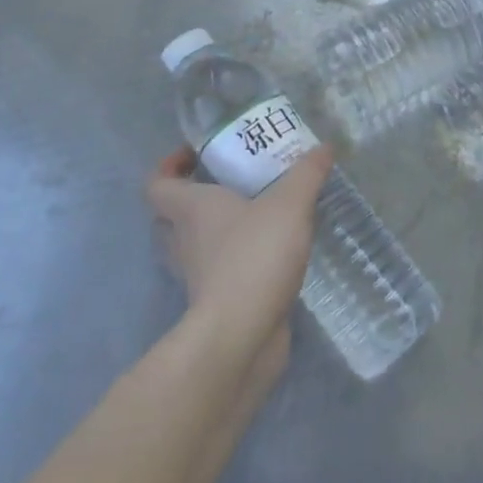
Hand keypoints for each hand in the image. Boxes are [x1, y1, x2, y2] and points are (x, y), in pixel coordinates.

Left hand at [146, 146, 332, 384]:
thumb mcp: (290, 204)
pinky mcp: (215, 304)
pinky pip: (217, 274)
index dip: (167, 167)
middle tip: (226, 184)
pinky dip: (234, 263)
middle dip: (191, 200)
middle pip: (169, 217)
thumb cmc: (254, 255)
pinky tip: (268, 254)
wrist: (242, 335)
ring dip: (212, 233)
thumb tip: (325, 146)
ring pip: (192, 248)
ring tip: (251, 217)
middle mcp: (184, 241)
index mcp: (191, 209)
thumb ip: (307, 173)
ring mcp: (197, 276)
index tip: (193, 155)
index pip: (157, 184)